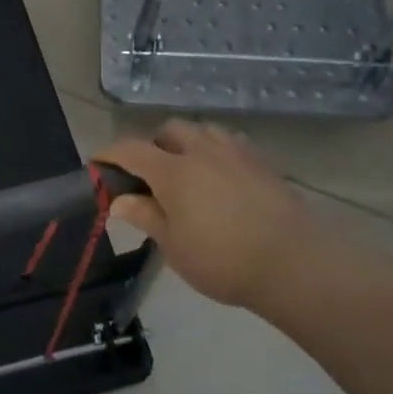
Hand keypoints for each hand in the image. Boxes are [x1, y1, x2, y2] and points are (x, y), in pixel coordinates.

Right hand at [96, 121, 315, 310]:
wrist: (295, 264)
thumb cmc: (223, 260)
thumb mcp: (173, 245)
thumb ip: (145, 216)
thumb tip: (119, 200)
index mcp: (173, 170)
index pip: (130, 149)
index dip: (109, 154)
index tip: (97, 164)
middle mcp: (202, 151)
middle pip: (169, 130)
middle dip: (152, 144)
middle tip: (148, 174)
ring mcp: (236, 153)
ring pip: (203, 130)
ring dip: (186, 142)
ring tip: (185, 170)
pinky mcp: (263, 163)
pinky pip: (230, 143)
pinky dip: (215, 151)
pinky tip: (219, 176)